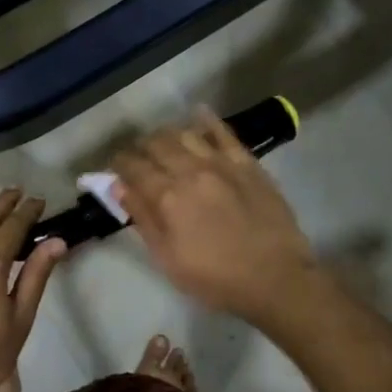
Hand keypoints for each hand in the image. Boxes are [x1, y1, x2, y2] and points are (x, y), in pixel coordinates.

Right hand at [112, 110, 318, 323]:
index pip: (133, 167)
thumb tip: (118, 186)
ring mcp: (221, 163)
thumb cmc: (215, 278)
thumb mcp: (167, 258)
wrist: (275, 278)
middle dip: (141, 147)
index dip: (120, 163)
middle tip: (139, 157)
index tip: (116, 166)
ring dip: (168, 135)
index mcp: (167, 197)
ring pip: (185, 133)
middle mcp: (190, 170)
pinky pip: (224, 132)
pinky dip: (207, 120)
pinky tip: (199, 114)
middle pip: (157, 144)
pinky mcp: (247, 163)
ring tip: (165, 143)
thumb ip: (142, 218)